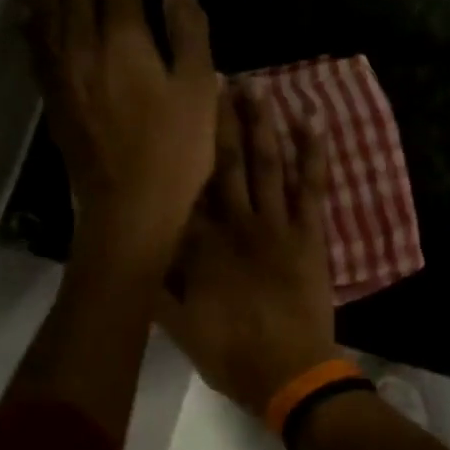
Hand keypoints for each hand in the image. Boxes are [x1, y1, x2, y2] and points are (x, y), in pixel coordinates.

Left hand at [20, 0, 217, 269]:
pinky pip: (32, 44)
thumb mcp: (198, 87)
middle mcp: (82, 48)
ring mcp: (61, 73)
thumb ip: (187, 29)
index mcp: (123, 43)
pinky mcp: (52, 96)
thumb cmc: (177, 149)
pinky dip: (29, 16)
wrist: (130, 207)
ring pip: (44, 10)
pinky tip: (28, 6)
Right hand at [158, 83, 336, 415]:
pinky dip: (313, 152)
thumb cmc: (230, 352)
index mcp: (201, 243)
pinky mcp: (310, 232)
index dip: (185, 145)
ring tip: (258, 87)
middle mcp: (236, 222)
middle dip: (224, 119)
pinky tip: (311, 121)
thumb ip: (156, 287)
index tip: (181, 110)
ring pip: (267, 163)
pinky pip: (312, 185)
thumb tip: (136, 254)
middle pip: (227, 161)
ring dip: (262, 123)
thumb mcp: (178, 324)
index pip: (188, 185)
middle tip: (223, 78)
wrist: (288, 371)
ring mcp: (276, 223)